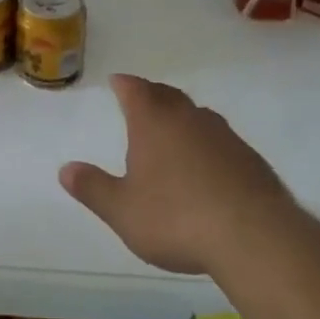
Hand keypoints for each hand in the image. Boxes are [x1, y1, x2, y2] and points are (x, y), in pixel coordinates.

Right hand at [60, 74, 290, 274]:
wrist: (254, 237)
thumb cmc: (176, 218)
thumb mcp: (123, 210)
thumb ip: (93, 189)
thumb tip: (65, 170)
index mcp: (154, 122)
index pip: (135, 90)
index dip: (124, 84)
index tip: (117, 81)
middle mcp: (189, 119)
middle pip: (167, 96)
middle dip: (152, 95)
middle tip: (142, 99)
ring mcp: (225, 137)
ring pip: (198, 116)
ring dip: (182, 118)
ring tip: (173, 130)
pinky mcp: (250, 160)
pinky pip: (221, 141)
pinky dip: (207, 144)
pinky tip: (207, 167)